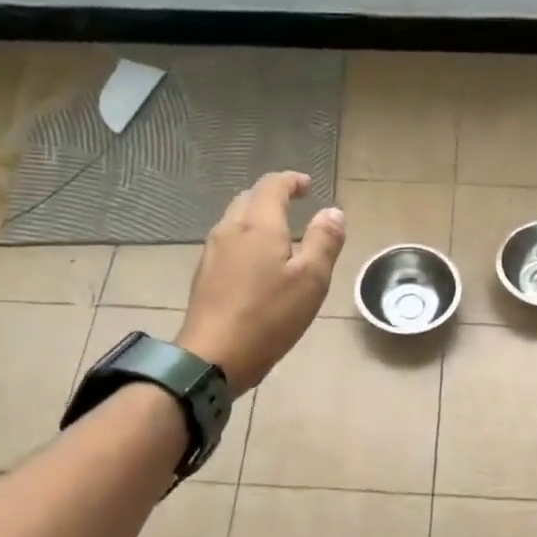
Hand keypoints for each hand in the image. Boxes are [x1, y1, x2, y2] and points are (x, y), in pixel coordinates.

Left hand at [176, 171, 345, 392]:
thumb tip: (332, 212)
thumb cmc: (269, 316)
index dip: (291, 181)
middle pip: (249, 198)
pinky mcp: (204, 275)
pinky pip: (227, 243)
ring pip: (235, 220)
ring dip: (256, 217)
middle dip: (272, 196)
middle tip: (294, 206)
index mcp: (259, 225)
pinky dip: (245, 239)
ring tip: (278, 234)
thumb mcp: (311, 280)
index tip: (307, 186)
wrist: (214, 355)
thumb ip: (324, 241)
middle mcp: (230, 230)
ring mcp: (212, 252)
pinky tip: (256, 263)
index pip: (272, 186)